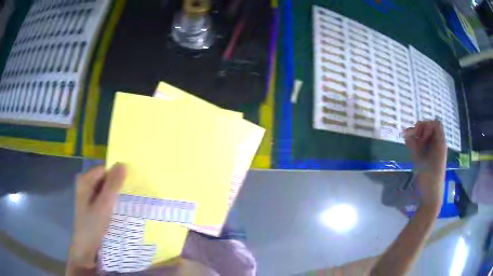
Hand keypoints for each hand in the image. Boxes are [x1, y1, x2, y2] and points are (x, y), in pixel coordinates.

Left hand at [68, 163, 125, 268]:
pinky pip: (104, 198)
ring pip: (106, 190)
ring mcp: (89, 196)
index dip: (117, 177)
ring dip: (115, 196)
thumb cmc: (93, 225)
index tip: (128, 188)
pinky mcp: (92, 205)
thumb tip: (123, 164)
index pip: (105, 170)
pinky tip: (119, 211)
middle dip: (117, 187)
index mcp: (85, 180)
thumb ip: (113, 185)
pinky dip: (112, 203)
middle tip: (129, 198)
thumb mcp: (104, 205)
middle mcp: (86, 185)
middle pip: (105, 179)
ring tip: (126, 205)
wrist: (86, 247)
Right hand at [404, 121, 446, 210]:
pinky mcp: (428, 157)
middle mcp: (437, 144)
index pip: (435, 124)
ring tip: (409, 142)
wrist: (430, 197)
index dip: (427, 126)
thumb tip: (406, 134)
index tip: (420, 136)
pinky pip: (422, 145)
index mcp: (440, 143)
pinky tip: (409, 147)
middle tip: (413, 139)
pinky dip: (415, 143)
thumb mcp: (422, 160)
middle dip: (420, 130)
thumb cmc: (429, 179)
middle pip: (429, 128)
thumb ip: (414, 146)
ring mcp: (432, 151)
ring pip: (424, 136)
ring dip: (416, 137)